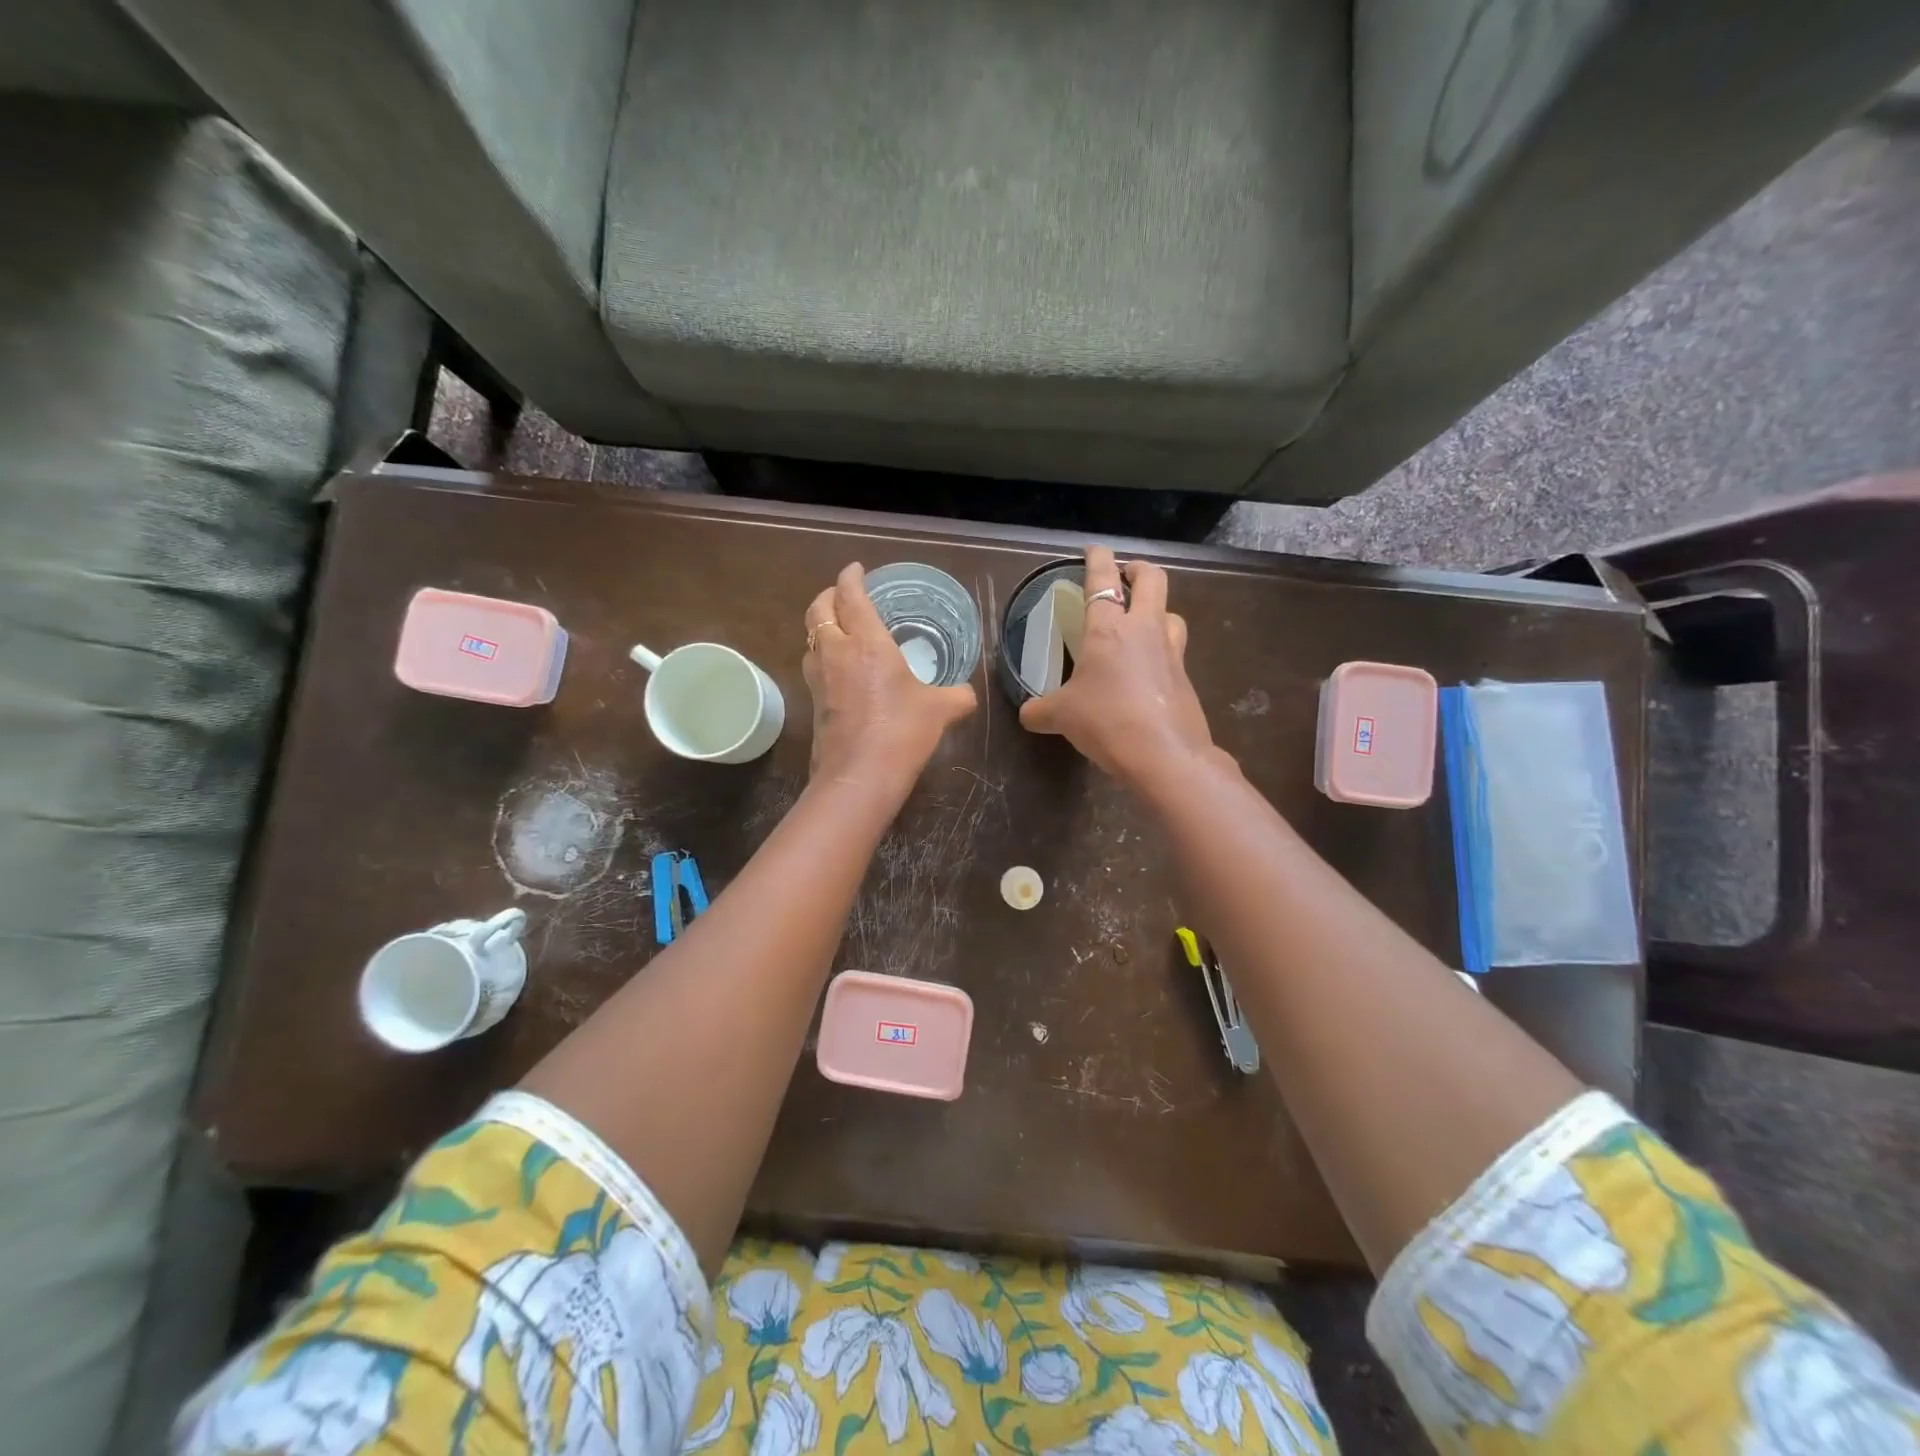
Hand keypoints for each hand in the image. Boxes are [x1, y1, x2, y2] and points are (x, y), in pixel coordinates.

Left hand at [803, 563, 977, 799]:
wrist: (859, 776)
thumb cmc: (902, 731)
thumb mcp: (941, 710)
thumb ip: (957, 696)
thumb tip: (967, 694)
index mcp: (866, 642)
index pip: (850, 595)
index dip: (851, 577)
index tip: (856, 569)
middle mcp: (836, 652)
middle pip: (818, 610)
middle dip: (828, 596)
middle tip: (844, 595)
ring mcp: (819, 679)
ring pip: (811, 639)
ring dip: (822, 627)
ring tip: (841, 630)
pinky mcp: (814, 704)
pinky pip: (814, 667)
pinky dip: (824, 656)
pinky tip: (842, 670)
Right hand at [1018, 546, 1214, 794]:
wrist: (1165, 755)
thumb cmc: (1107, 721)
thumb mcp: (1062, 716)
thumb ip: (1041, 710)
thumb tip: (1027, 714)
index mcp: (1110, 629)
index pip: (1103, 580)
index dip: (1098, 559)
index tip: (1095, 549)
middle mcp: (1145, 631)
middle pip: (1153, 580)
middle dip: (1138, 570)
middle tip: (1125, 576)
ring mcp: (1171, 653)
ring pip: (1172, 614)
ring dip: (1157, 610)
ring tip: (1141, 623)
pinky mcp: (1185, 679)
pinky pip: (1175, 651)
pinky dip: (1162, 650)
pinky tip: (1147, 671)